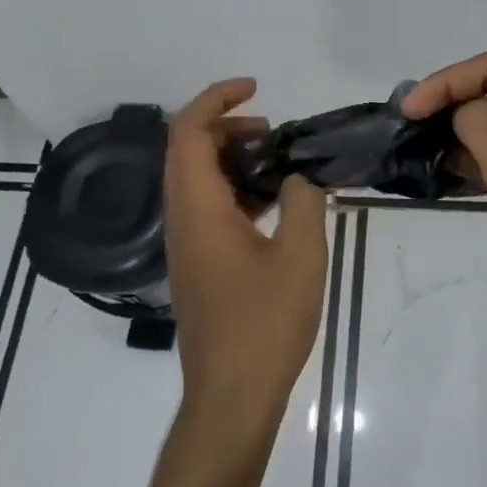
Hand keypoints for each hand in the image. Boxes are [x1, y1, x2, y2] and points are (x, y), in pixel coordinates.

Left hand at [164, 79, 328, 432]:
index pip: (189, 132)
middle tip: (276, 130)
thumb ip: (304, 201)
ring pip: (198, 181)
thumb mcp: (301, 256)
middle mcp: (181, 219)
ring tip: (281, 162)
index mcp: (198, 209)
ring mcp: (186, 244)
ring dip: (233, 160)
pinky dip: (236, 190)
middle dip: (229, 127)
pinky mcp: (197, 265)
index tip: (257, 89)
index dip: (217, 100)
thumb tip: (300, 175)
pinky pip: (207, 208)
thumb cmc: (265, 324)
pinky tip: (276, 205)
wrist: (231, 396)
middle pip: (189, 151)